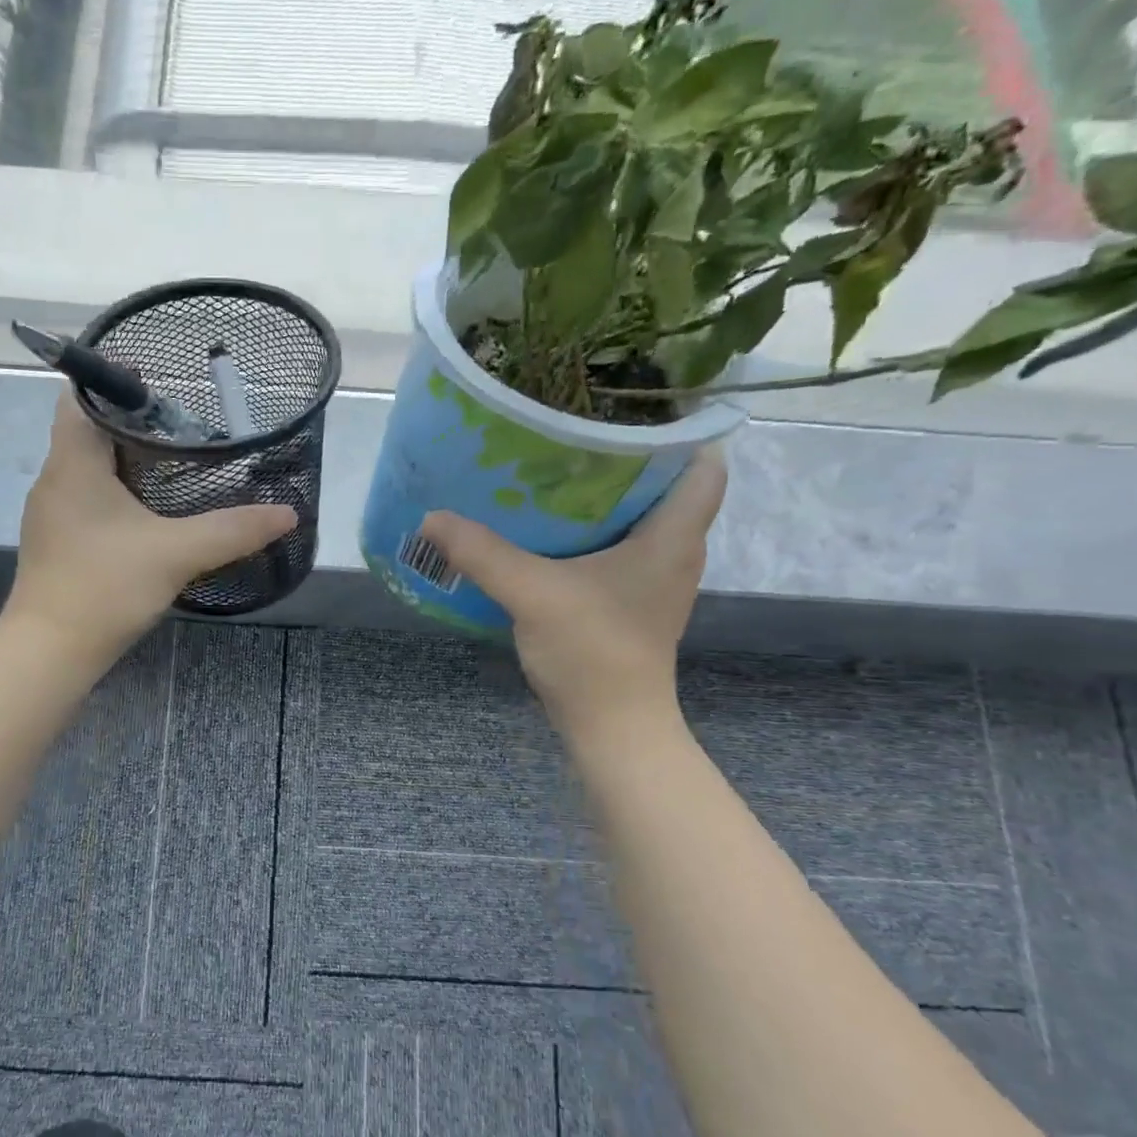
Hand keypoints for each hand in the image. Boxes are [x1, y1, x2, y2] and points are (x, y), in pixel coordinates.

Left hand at [1, 391, 297, 666]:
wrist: (49, 652)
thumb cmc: (104, 588)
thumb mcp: (176, 554)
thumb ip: (232, 530)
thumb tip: (288, 514)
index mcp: (73, 463)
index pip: (81, 396)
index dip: (115, 380)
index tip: (160, 382)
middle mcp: (55, 479)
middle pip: (88, 429)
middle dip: (133, 421)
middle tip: (185, 422)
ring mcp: (52, 513)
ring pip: (89, 467)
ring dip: (126, 459)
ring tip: (176, 461)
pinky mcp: (59, 542)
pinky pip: (88, 499)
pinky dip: (118, 492)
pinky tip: (152, 512)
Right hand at [417, 450, 726, 740]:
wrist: (611, 727)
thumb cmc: (593, 653)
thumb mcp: (533, 594)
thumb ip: (483, 553)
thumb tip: (432, 517)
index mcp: (672, 536)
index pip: (704, 465)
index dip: (679, 431)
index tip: (629, 410)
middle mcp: (673, 551)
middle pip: (665, 486)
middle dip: (625, 456)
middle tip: (572, 433)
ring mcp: (653, 580)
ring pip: (639, 519)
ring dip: (603, 496)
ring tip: (554, 471)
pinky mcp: (629, 602)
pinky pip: (617, 548)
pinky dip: (589, 532)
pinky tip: (547, 531)